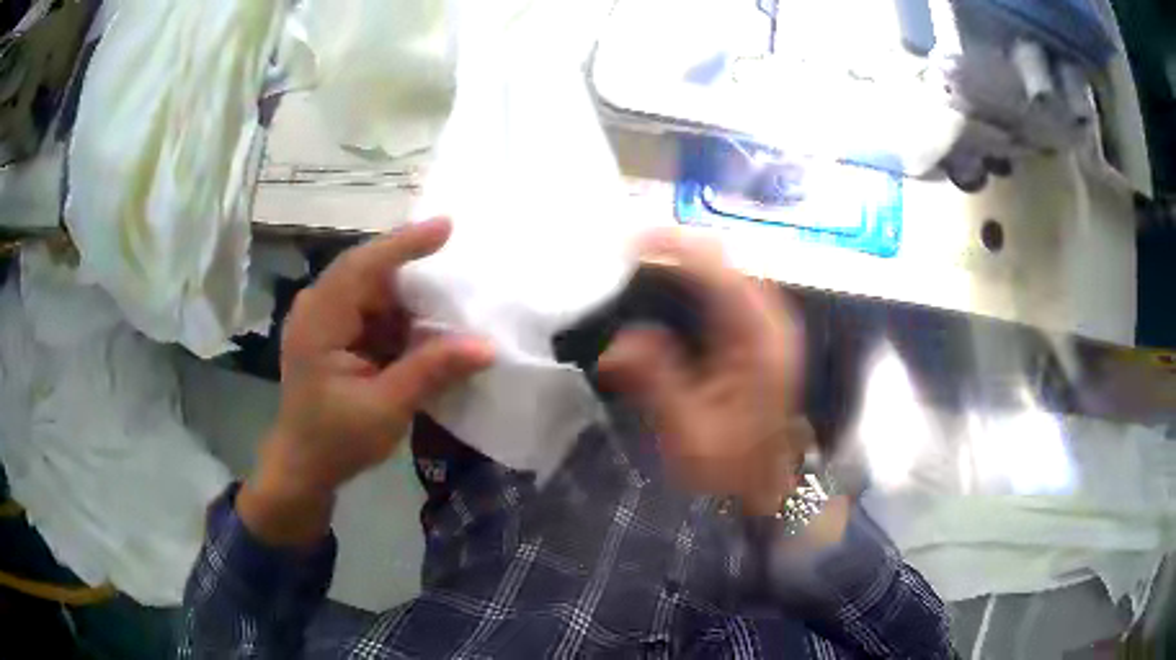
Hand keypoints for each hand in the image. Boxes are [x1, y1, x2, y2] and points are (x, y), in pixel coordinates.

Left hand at [238, 219, 493, 545]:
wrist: (303, 467)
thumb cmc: (335, 441)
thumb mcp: (386, 408)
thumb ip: (432, 371)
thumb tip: (486, 346)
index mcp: (319, 321)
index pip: (362, 267)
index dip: (404, 244)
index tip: (446, 228)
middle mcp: (317, 308)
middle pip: (370, 275)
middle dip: (415, 278)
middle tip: (460, 279)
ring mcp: (324, 319)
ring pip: (374, 293)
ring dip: (409, 303)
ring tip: (450, 310)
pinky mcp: (334, 333)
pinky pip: (372, 312)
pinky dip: (400, 321)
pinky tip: (424, 334)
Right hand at [599, 231, 809, 514]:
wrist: (765, 486)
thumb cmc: (729, 465)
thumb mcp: (688, 431)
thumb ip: (656, 380)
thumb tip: (620, 341)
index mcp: (758, 341)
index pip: (719, 273)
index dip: (677, 248)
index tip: (632, 242)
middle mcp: (772, 323)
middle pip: (729, 261)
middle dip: (681, 246)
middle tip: (633, 248)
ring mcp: (771, 327)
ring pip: (732, 271)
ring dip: (692, 259)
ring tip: (647, 257)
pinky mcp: (763, 336)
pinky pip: (732, 289)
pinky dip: (702, 278)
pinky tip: (676, 283)